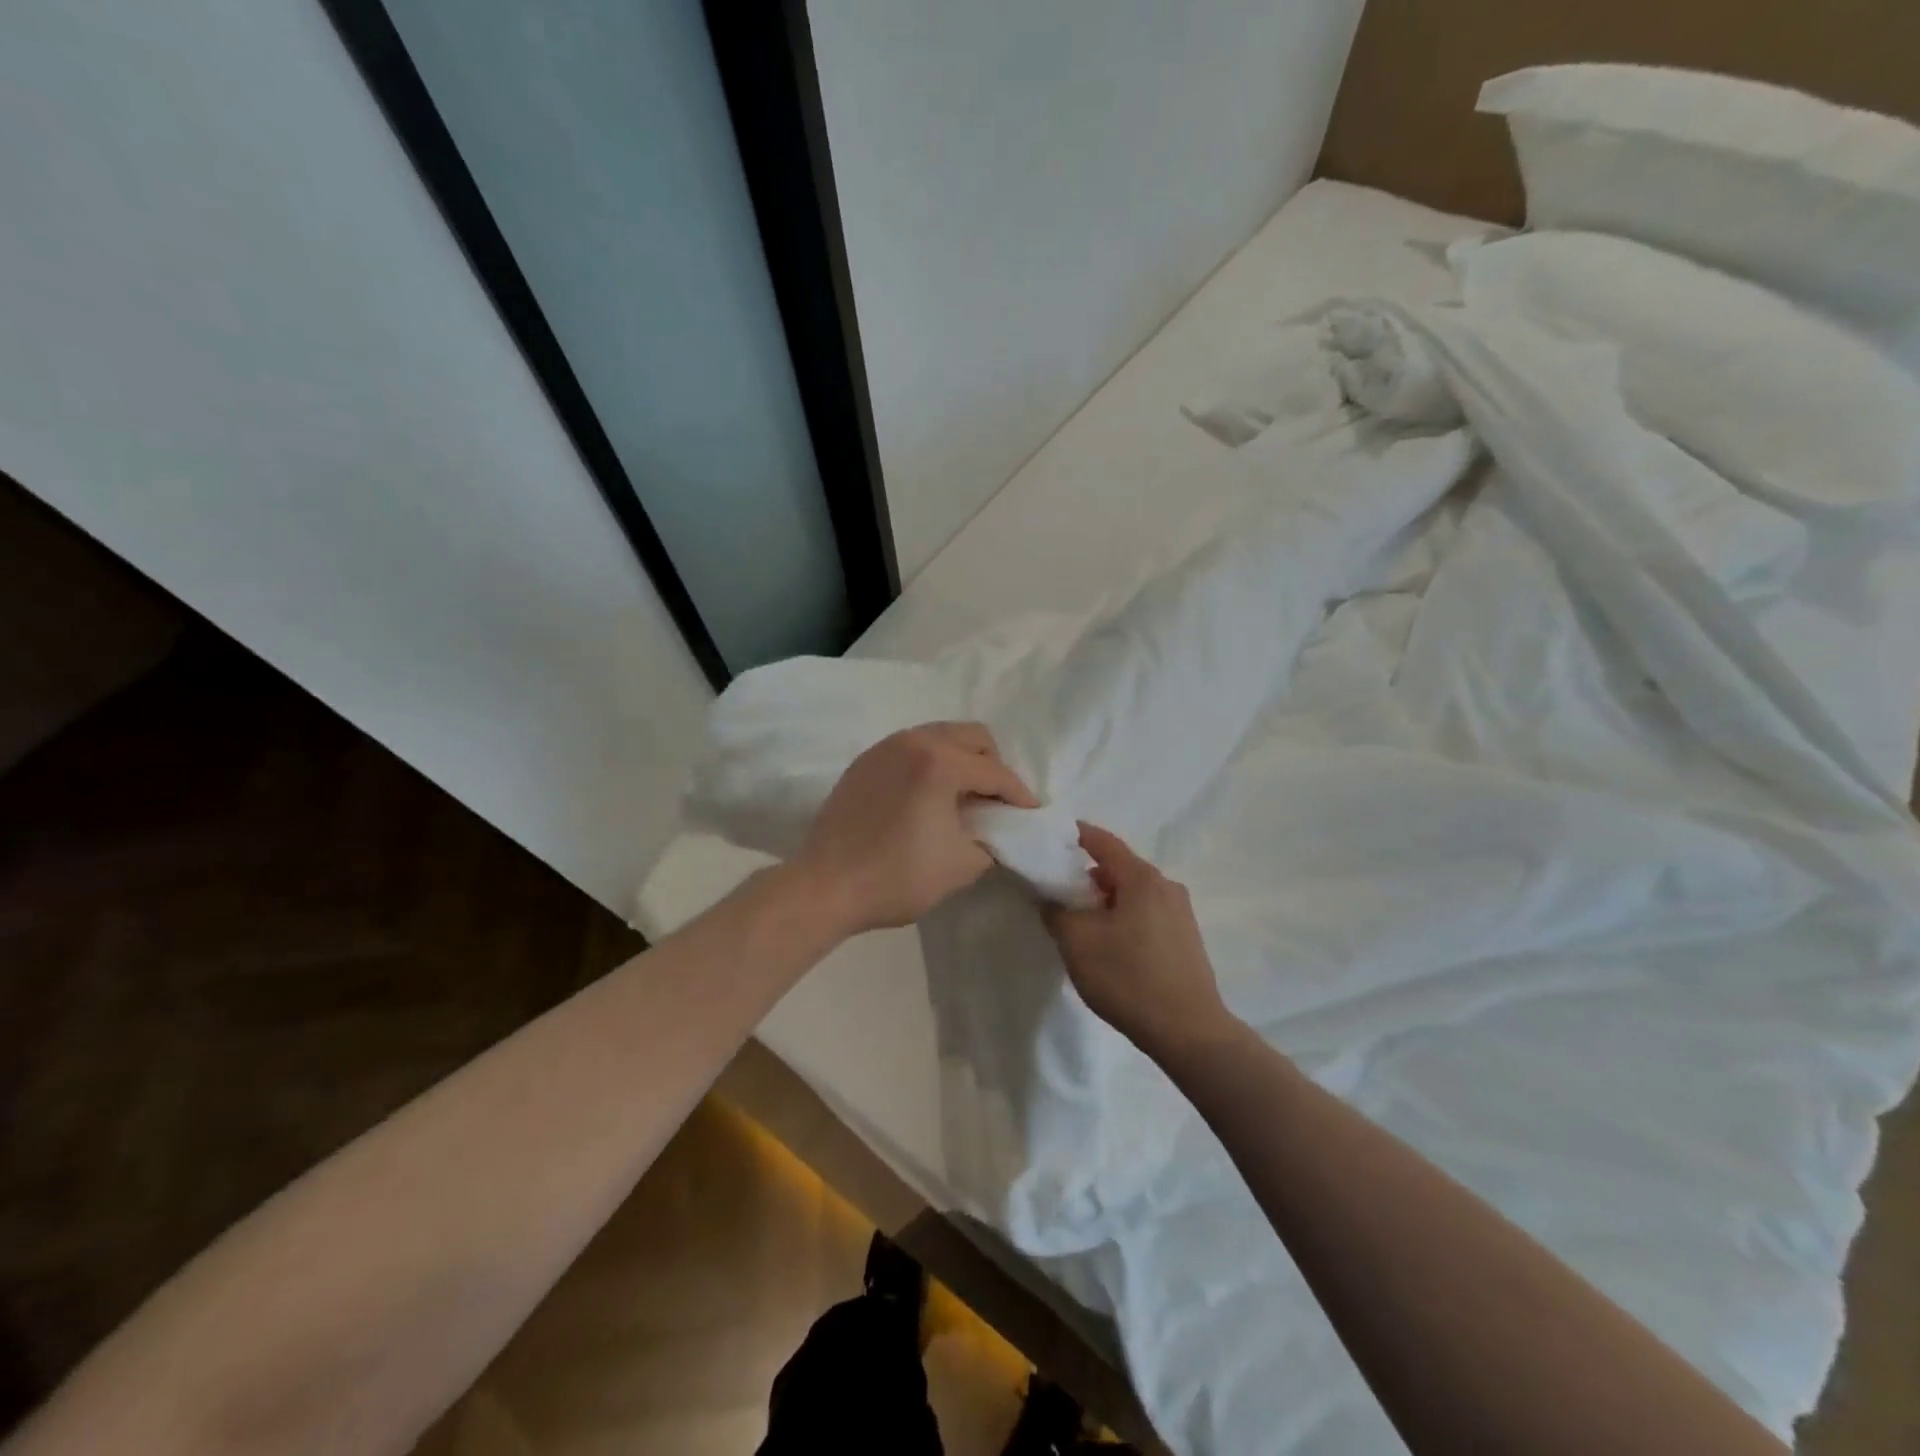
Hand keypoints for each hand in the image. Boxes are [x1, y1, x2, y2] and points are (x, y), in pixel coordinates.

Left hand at [796, 722, 1037, 934]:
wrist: (825, 886)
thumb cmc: (897, 877)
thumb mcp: (962, 865)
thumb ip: (993, 840)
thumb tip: (997, 830)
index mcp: (940, 762)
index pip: (995, 772)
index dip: (1019, 795)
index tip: (1031, 814)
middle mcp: (913, 741)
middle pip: (971, 737)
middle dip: (993, 766)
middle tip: (996, 801)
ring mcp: (884, 748)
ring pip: (940, 737)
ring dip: (961, 761)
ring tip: (964, 797)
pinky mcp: (865, 761)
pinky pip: (911, 749)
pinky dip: (931, 764)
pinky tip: (928, 798)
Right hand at [1043, 823, 1232, 1059]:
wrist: (1189, 1032)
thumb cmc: (1128, 978)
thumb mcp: (1077, 943)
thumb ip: (1056, 911)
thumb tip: (1049, 897)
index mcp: (1142, 878)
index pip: (1102, 841)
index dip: (1074, 835)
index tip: (1049, 838)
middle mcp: (1166, 886)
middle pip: (1119, 867)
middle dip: (1087, 875)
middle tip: (1058, 891)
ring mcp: (1181, 913)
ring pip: (1133, 892)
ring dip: (1106, 900)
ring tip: (1082, 924)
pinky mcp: (1186, 938)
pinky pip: (1147, 913)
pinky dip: (1124, 916)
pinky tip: (1111, 945)